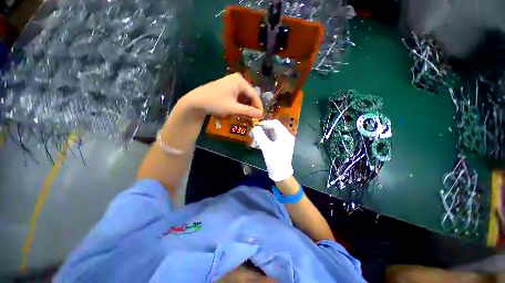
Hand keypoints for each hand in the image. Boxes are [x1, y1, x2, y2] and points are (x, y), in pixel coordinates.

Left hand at [183, 73, 262, 117]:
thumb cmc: (216, 102)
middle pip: (249, 95)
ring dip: (245, 107)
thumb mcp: (233, 108)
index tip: (260, 116)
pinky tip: (238, 111)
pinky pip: (237, 96)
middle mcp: (237, 80)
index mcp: (240, 81)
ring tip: (246, 116)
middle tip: (252, 118)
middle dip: (251, 107)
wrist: (197, 100)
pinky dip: (239, 104)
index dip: (258, 106)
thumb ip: (248, 111)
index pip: (254, 94)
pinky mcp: (227, 87)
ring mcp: (232, 83)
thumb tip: (260, 114)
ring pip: (243, 97)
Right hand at [252, 120, 294, 181]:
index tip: (255, 126)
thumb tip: (255, 128)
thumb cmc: (275, 160)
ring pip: (272, 134)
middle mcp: (285, 136)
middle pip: (273, 128)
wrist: (281, 174)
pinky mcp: (280, 146)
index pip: (275, 123)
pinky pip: (272, 139)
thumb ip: (260, 136)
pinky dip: (265, 139)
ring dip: (262, 135)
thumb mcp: (266, 147)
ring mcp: (283, 142)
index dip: (264, 123)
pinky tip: (258, 143)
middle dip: (262, 130)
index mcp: (285, 135)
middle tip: (253, 133)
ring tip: (254, 139)